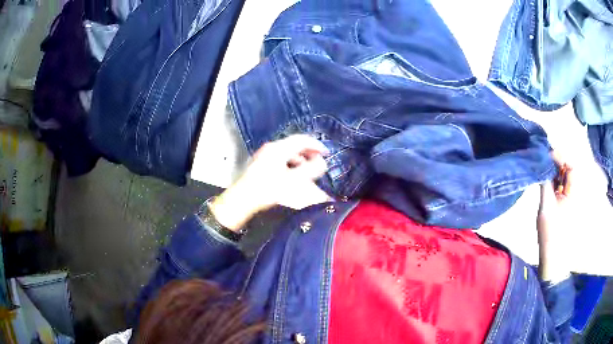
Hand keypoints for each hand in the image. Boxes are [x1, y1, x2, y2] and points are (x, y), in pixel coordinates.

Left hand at [209, 135, 331, 230]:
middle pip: (293, 145)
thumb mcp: (293, 180)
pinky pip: (280, 158)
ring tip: (307, 168)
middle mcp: (271, 148)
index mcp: (279, 149)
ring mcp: (264, 155)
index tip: (326, 153)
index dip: (316, 145)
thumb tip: (322, 162)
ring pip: (286, 152)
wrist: (243, 199)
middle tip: (318, 159)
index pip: (301, 140)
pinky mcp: (260, 164)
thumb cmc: (268, 189)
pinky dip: (290, 163)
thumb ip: (310, 170)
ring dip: (299, 158)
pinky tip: (292, 174)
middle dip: (308, 152)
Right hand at [537, 153, 572, 281]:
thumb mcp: (545, 208)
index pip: (571, 164)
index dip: (559, 156)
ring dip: (554, 172)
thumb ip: (545, 184)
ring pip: (564, 176)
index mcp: (574, 192)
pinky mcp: (567, 203)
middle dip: (555, 162)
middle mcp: (575, 191)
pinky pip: (562, 185)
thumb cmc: (550, 234)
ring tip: (542, 172)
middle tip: (542, 162)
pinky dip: (554, 181)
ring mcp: (572, 197)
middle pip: (568, 168)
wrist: (553, 257)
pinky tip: (546, 183)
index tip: (545, 154)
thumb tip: (541, 163)